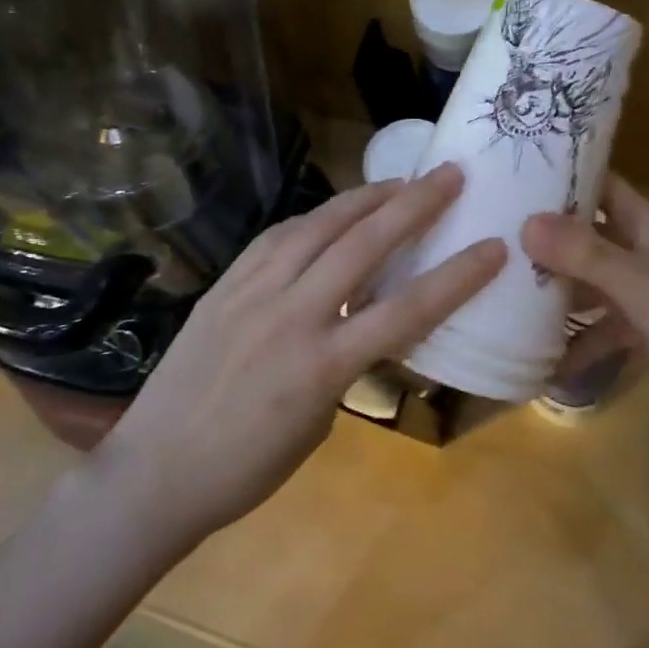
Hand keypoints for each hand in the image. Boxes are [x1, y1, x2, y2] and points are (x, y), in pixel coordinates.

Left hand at [96, 163, 504, 539]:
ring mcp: (252, 293)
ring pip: (317, 227)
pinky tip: (331, 212)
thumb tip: (361, 324)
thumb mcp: (318, 422)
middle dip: (414, 205)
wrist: (155, 472)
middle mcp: (291, 316)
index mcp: (322, 366)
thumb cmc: (246, 469)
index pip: (406, 310)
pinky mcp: (224, 285)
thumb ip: (345, 364)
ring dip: (364, 198)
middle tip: (450, 175)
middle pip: (363, 245)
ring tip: (399, 181)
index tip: (493, 247)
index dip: (457, 277)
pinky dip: (312, 218)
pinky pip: (275, 238)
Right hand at [522, 174, 648, 426]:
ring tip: (502, 291)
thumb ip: (585, 254)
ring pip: (587, 278)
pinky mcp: (640, 326)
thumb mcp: (640, 287)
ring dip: (553, 288)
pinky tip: (544, 358)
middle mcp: (641, 249)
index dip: (562, 175)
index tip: (510, 176)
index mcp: (647, 225)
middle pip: (585, 232)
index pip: (600, 183)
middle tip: (491, 235)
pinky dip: (576, 338)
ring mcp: (640, 289)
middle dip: (544, 235)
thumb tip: (526, 222)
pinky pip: (598, 323)